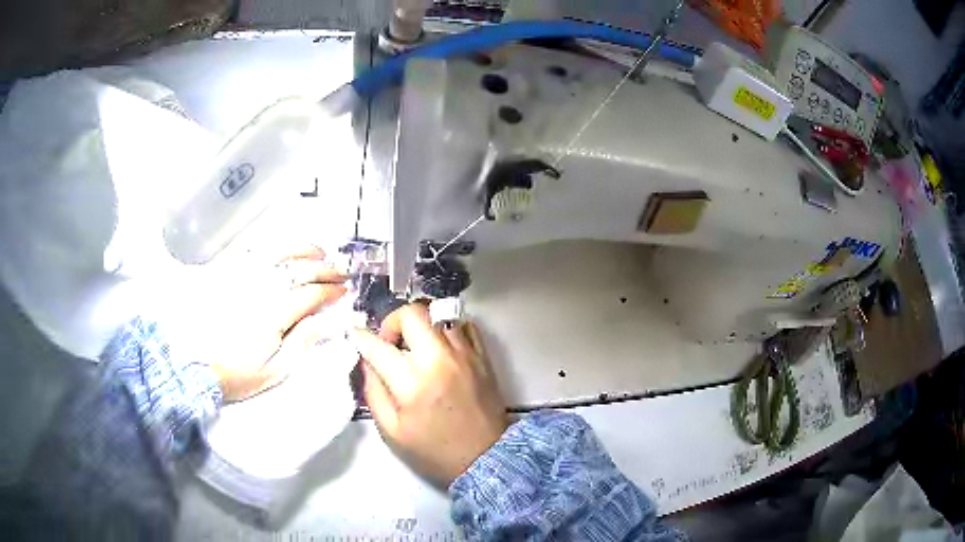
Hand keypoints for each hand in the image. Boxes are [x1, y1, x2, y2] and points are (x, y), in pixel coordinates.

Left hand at [164, 248, 347, 400]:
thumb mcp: (275, 369)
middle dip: (326, 268)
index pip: (311, 294)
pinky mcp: (230, 275)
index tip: (343, 292)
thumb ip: (302, 343)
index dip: (332, 291)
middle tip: (339, 273)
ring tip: (319, 253)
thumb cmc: (236, 373)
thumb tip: (325, 323)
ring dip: (304, 250)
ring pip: (280, 252)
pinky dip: (276, 247)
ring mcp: (244, 278)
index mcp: (274, 313)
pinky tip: (285, 250)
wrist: (198, 366)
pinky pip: (256, 252)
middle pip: (301, 268)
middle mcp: (260, 288)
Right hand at [350, 304, 508, 486]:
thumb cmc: (435, 450)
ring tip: (416, 346)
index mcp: (412, 383)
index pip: (378, 345)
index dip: (361, 337)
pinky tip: (441, 347)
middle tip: (391, 343)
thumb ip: (373, 392)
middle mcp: (439, 359)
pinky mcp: (483, 356)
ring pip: (439, 313)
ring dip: (421, 325)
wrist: (485, 458)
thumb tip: (366, 361)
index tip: (355, 335)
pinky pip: (464, 324)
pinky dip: (447, 328)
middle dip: (393, 322)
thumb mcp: (392, 431)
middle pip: (412, 313)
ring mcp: (465, 354)